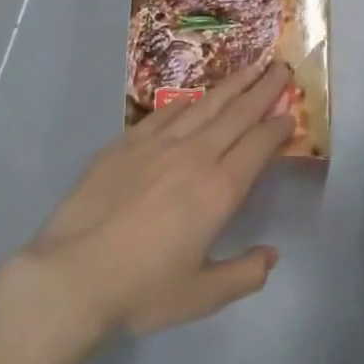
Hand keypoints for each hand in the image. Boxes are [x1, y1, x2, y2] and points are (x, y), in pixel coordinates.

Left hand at [19, 58, 293, 338]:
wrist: (71, 276)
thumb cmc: (142, 290)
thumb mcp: (203, 295)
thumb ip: (245, 274)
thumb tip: (271, 254)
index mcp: (219, 190)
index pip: (258, 146)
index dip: (278, 127)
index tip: (292, 112)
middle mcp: (193, 157)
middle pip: (237, 114)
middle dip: (263, 89)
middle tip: (281, 68)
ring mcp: (156, 145)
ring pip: (203, 106)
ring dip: (230, 85)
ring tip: (249, 68)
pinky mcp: (124, 144)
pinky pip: (164, 113)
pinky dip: (186, 102)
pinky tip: (195, 96)